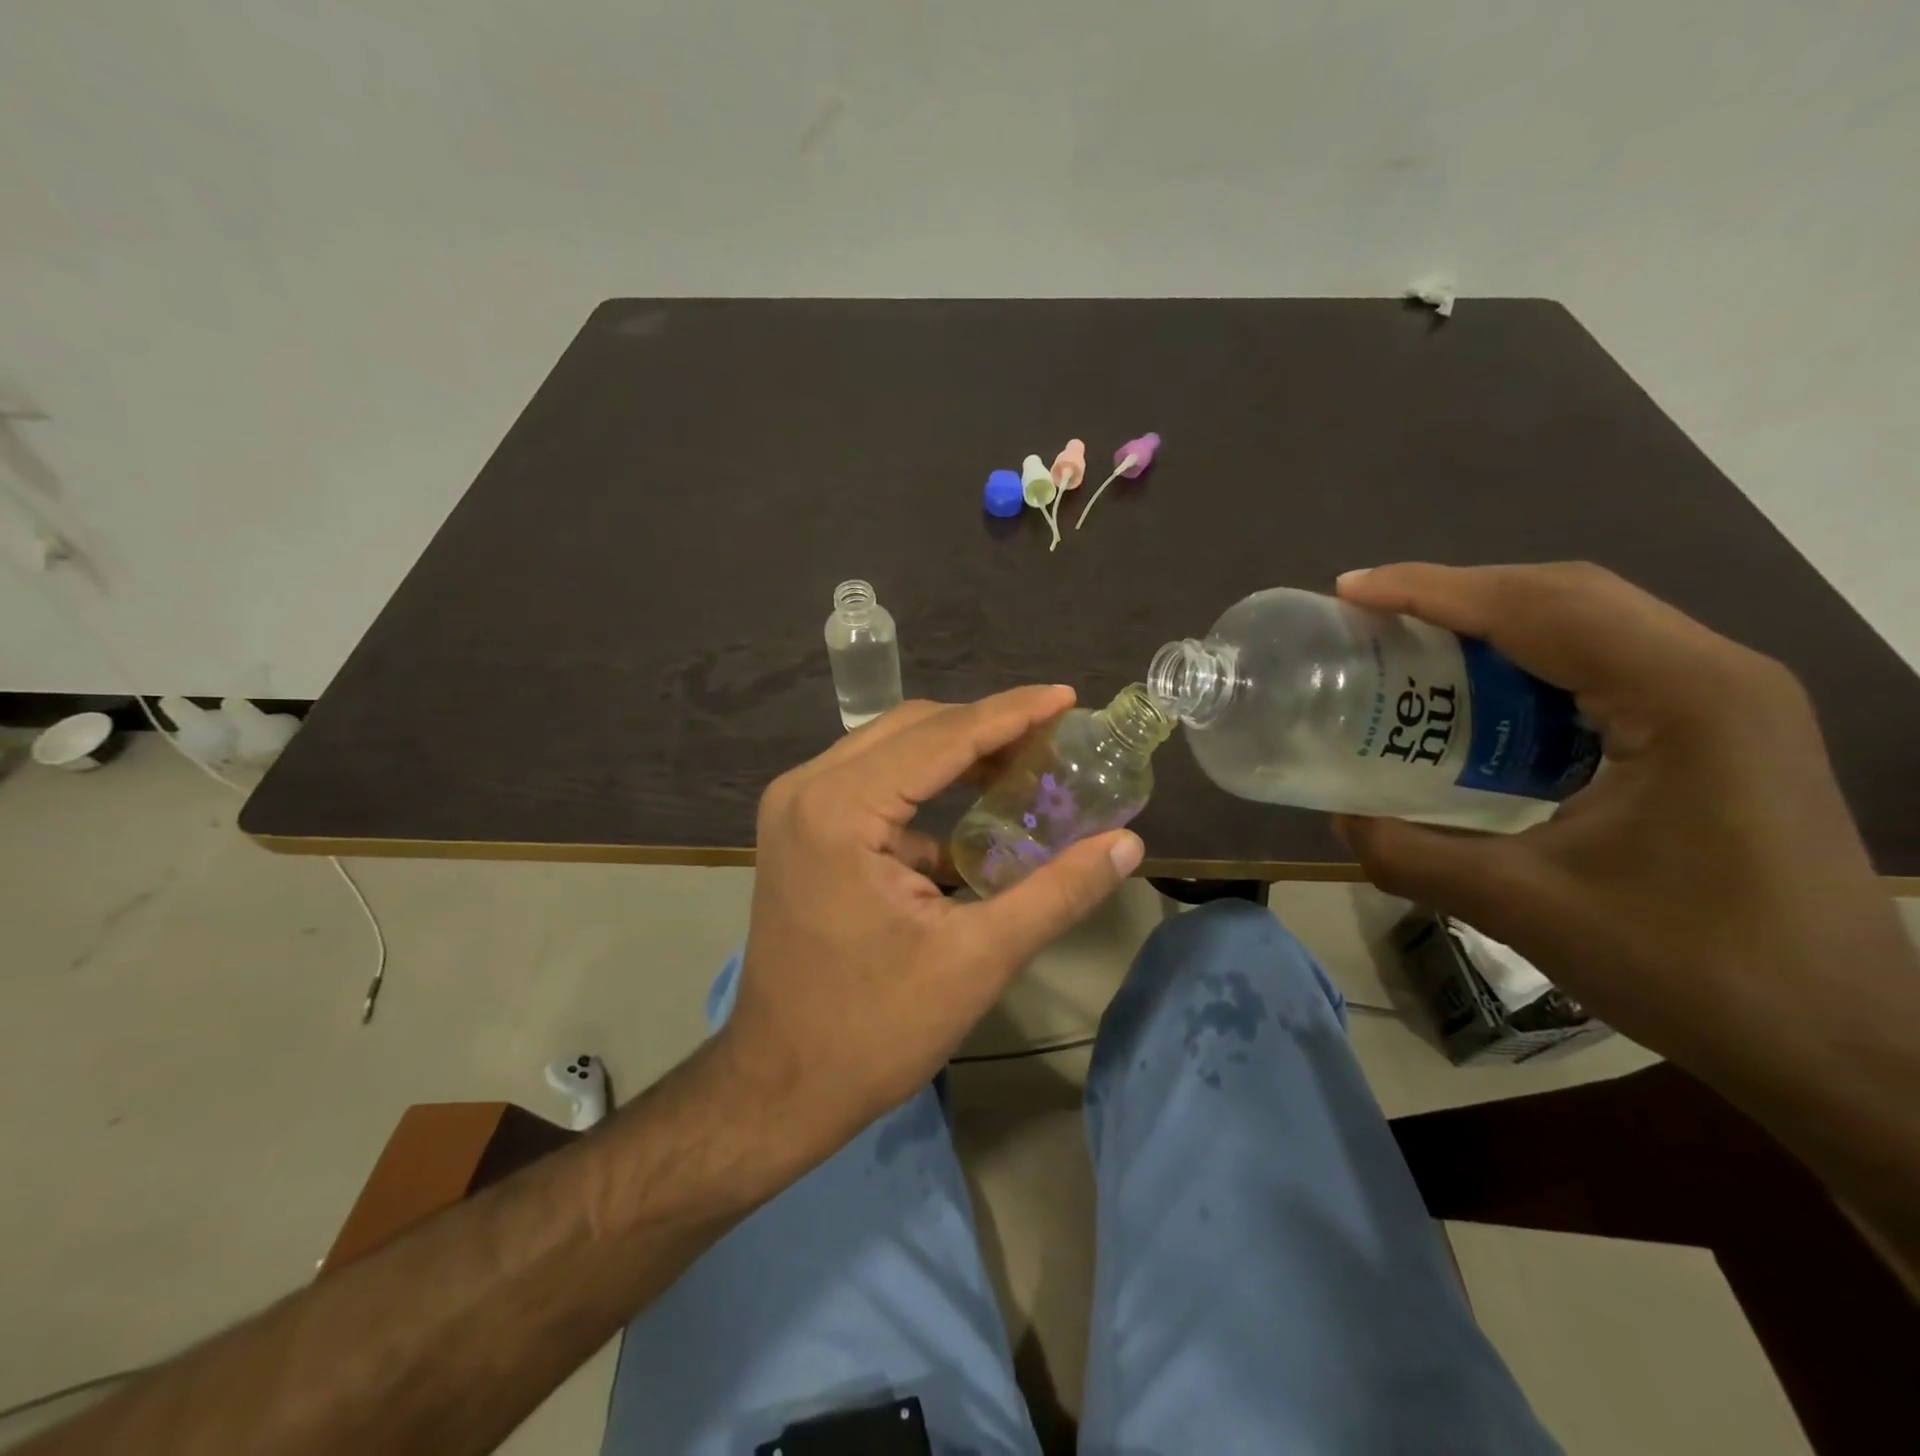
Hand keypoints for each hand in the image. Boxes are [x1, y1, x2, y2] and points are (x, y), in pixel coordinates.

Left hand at [713, 687, 1143, 1165]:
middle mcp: (808, 789)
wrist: (778, 1085)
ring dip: (956, 753)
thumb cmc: (873, 1030)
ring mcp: (795, 808)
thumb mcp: (977, 960)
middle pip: (913, 729)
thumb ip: (1057, 894)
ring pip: (890, 750)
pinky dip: (925, 788)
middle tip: (1053, 740)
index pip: (942, 736)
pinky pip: (871, 784)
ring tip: (1024, 765)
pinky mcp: (800, 831)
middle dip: (986, 728)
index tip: (1068, 697)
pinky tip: (974, 815)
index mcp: (841, 808)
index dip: (1012, 712)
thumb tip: (1127, 844)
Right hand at [1333, 562, 1913, 1071]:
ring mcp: (1725, 701)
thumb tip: (1339, 819)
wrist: (1842, 1047)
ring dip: (1492, 623)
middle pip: (1566, 594)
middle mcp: (1715, 675)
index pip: (1539, 607)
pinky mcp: (1716, 732)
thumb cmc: (1695, 970)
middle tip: (1369, 613)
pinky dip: (1526, 663)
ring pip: (1589, 623)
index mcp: (1684, 697)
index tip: (1350, 591)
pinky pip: (1605, 666)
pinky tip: (1480, 700)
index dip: (1432, 590)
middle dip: (1458, 593)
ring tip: (1409, 643)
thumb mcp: (1525, 909)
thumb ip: (1411, 857)